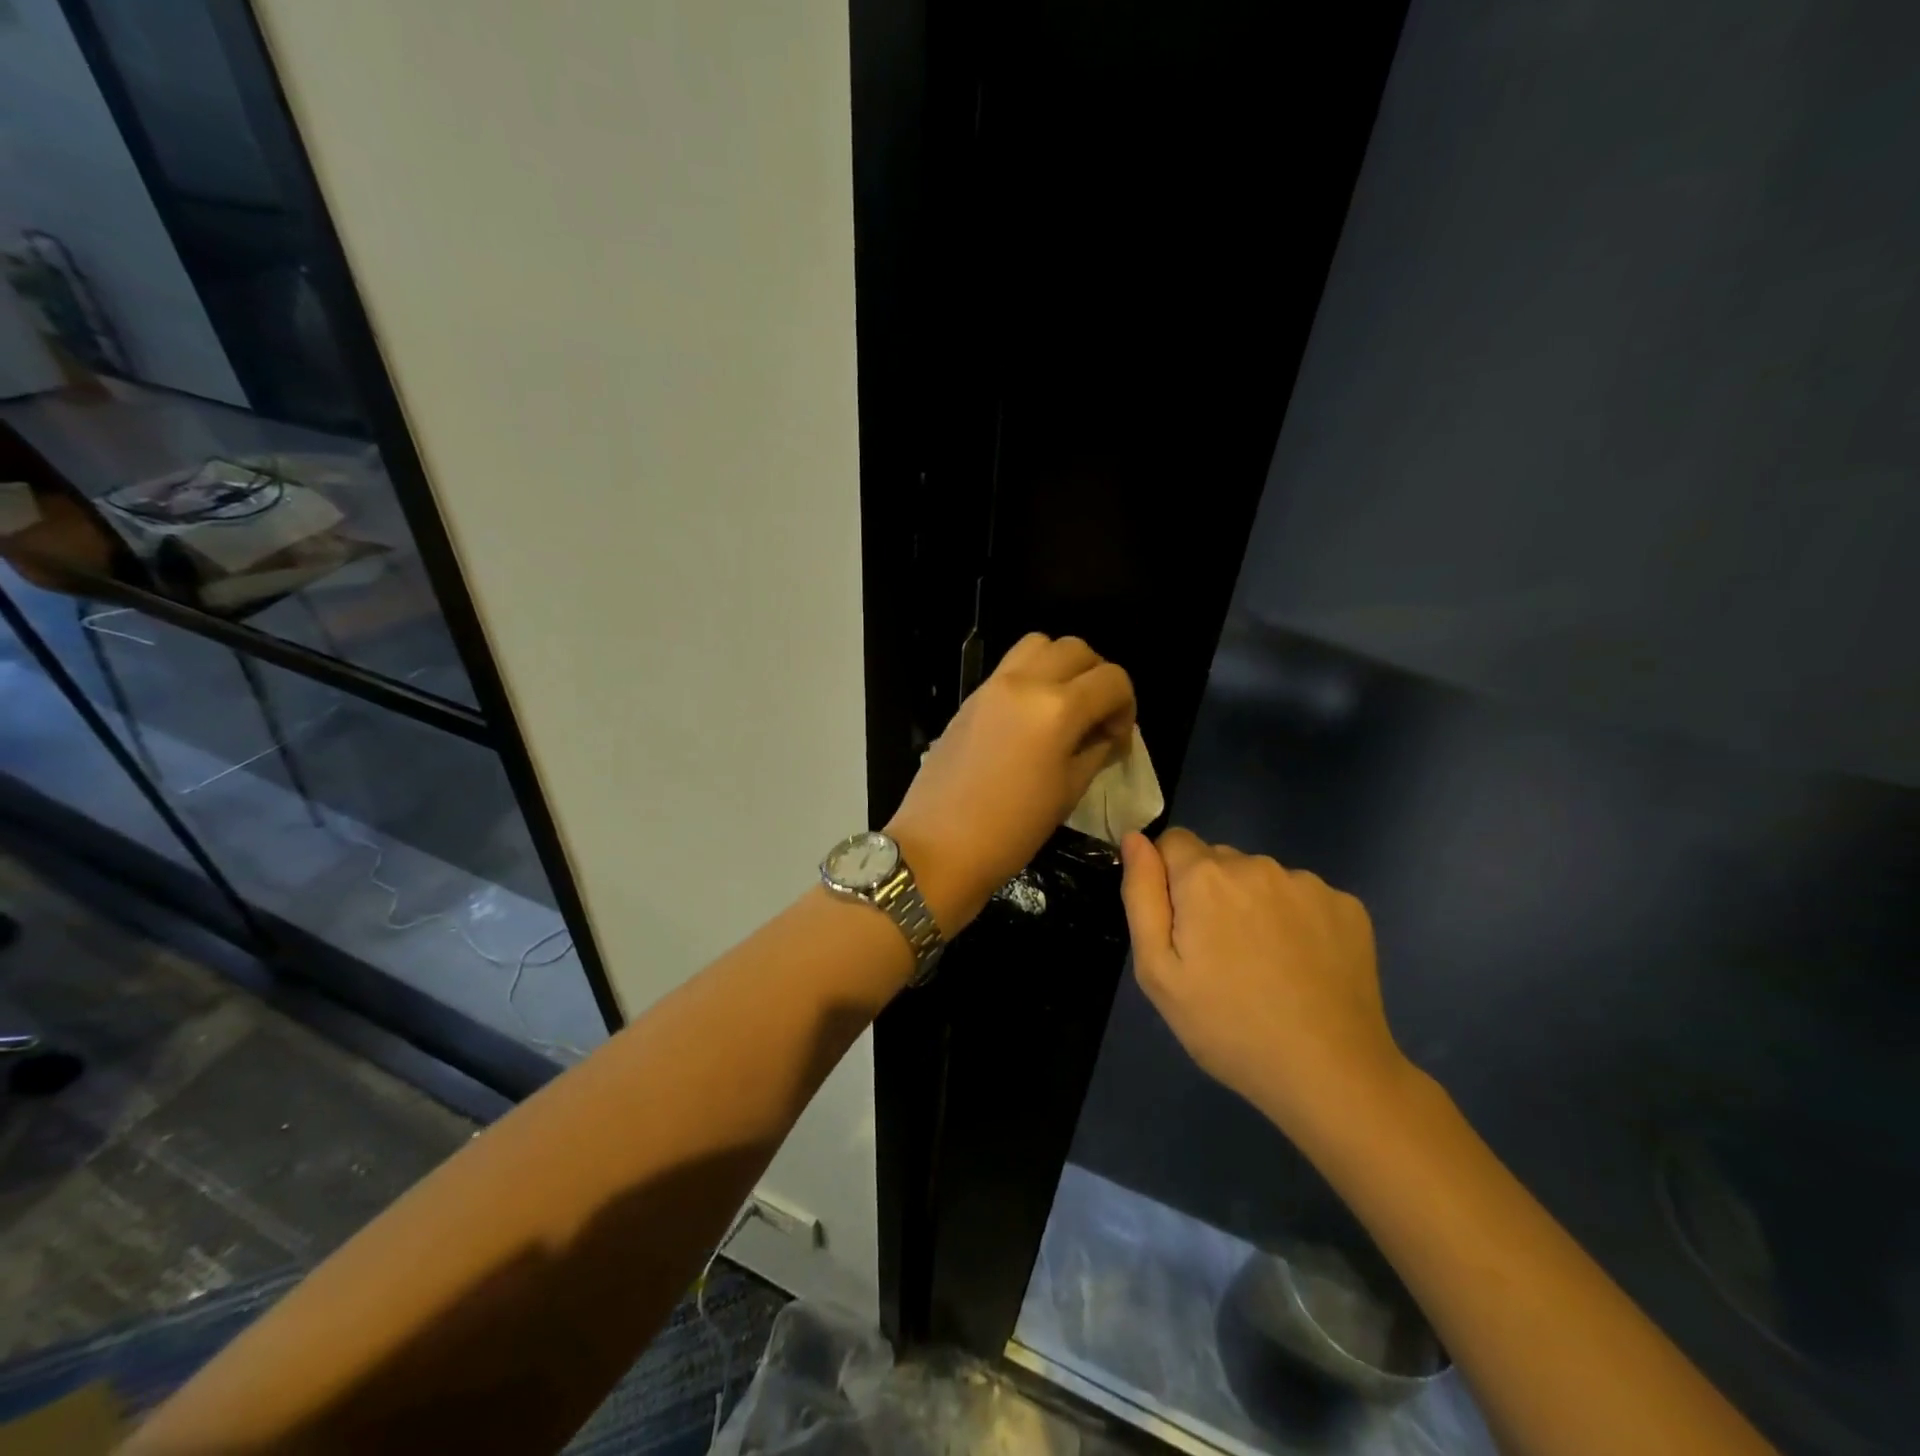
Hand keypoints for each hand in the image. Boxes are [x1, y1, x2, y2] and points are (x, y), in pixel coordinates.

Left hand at [888, 634, 1134, 934]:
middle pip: (1077, 649)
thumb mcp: (1068, 791)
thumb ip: (1096, 750)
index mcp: (1056, 708)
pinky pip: (1010, 666)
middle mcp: (1025, 683)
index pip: (1112, 679)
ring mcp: (992, 685)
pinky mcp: (971, 697)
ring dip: (1062, 666)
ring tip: (1064, 707)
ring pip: (1040, 645)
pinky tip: (1032, 716)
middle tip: (1096, 717)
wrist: (939, 846)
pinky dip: (1032, 675)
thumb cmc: (1012, 830)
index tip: (1117, 738)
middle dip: (1098, 678)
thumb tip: (1108, 733)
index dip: (1127, 706)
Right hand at [1120, 828, 1413, 1141]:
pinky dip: (1296, 920)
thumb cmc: (1227, 1026)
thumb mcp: (1158, 971)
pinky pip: (1303, 897)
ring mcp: (1308, 884)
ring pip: (1261, 879)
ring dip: (1253, 905)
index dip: (1168, 878)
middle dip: (1210, 893)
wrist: (1330, 1074)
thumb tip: (1134, 838)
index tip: (1180, 925)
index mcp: (1205, 877)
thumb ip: (1142, 895)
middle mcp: (1257, 864)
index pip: (1173, 841)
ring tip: (1264, 964)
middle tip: (1219, 955)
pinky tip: (1302, 966)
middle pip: (1218, 860)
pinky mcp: (1348, 906)